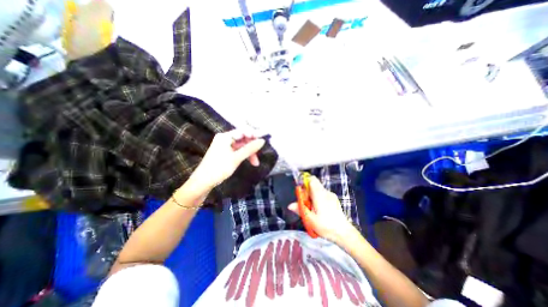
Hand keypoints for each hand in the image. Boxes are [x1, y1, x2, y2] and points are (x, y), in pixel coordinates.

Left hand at [188, 130, 265, 191]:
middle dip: (252, 147)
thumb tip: (262, 140)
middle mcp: (225, 139)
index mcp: (225, 137)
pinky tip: (249, 161)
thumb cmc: (219, 168)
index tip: (263, 142)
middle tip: (259, 156)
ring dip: (249, 153)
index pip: (243, 131)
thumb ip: (250, 149)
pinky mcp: (225, 153)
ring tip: (255, 163)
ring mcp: (225, 146)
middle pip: (243, 139)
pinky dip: (244, 156)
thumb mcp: (236, 158)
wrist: (203, 182)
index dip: (254, 135)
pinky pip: (238, 151)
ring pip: (241, 146)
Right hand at [289, 178, 358, 243]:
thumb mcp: (310, 219)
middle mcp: (326, 192)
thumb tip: (290, 205)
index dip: (304, 182)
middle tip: (305, 204)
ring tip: (312, 209)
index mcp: (319, 194)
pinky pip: (323, 194)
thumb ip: (300, 209)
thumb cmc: (326, 226)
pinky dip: (318, 199)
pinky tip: (320, 210)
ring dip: (312, 196)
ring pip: (318, 190)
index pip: (312, 179)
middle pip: (314, 185)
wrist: (344, 233)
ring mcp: (331, 195)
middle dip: (307, 192)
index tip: (301, 191)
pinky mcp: (334, 199)